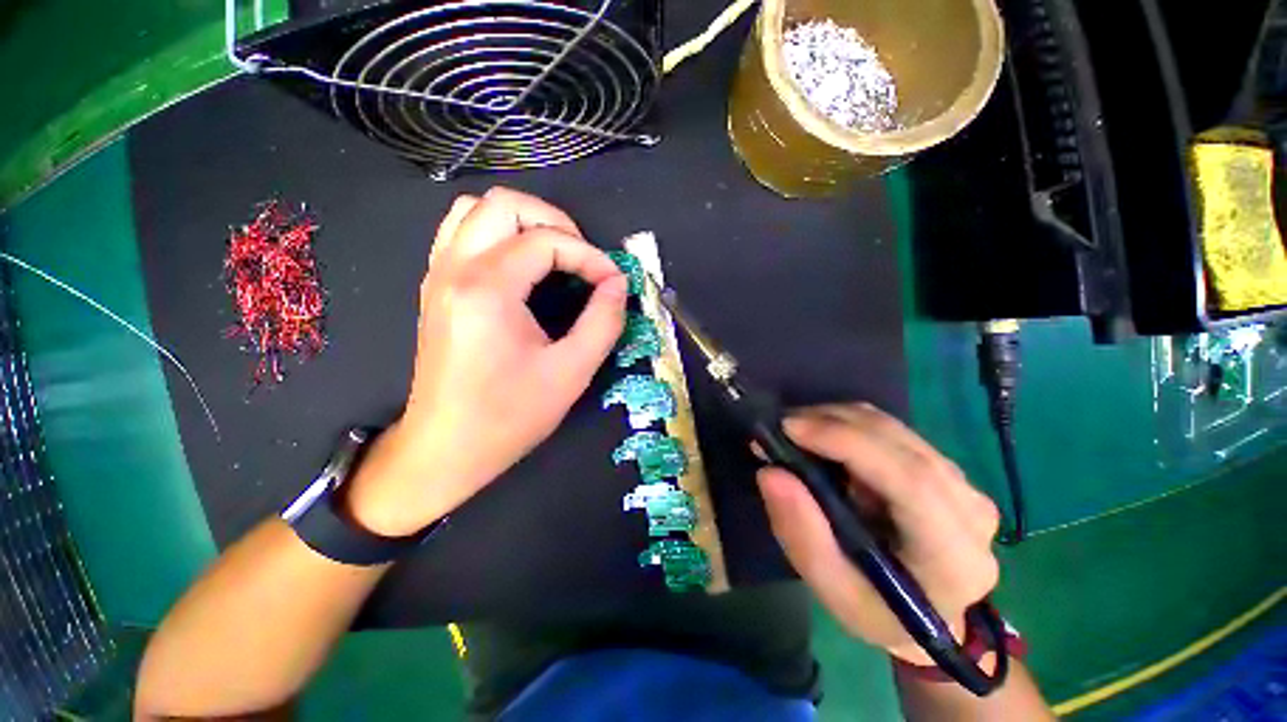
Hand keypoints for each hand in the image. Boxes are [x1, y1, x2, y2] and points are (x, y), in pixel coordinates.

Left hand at [346, 188, 628, 536]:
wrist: (446, 448)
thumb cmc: (509, 416)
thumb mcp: (571, 372)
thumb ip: (603, 322)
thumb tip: (618, 285)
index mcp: (488, 290)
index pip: (546, 241)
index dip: (589, 256)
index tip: (612, 282)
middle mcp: (455, 270)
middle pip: (503, 204)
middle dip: (554, 221)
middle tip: (582, 257)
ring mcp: (438, 275)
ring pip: (474, 210)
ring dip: (522, 222)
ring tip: (554, 253)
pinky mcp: (436, 288)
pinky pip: (461, 233)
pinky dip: (497, 234)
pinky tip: (521, 266)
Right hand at [756, 403, 1000, 664]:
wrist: (929, 618)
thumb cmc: (878, 611)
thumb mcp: (831, 589)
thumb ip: (801, 533)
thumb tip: (771, 472)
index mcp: (954, 555)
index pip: (909, 479)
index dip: (846, 442)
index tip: (790, 428)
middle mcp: (970, 509)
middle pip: (898, 443)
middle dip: (832, 422)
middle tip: (782, 426)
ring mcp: (963, 483)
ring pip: (893, 428)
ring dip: (837, 419)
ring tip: (797, 431)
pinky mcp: (947, 469)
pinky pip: (892, 431)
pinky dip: (850, 425)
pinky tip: (824, 437)